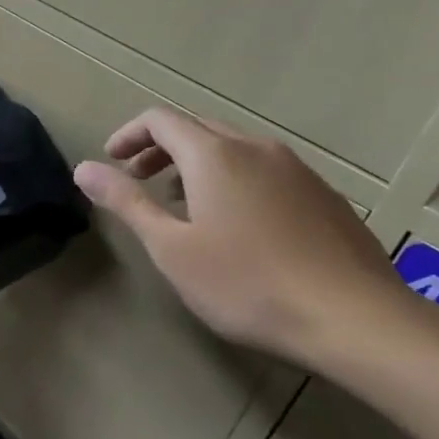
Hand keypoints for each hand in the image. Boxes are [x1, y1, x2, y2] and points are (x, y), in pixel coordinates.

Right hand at [73, 103, 413, 368]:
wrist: (355, 319)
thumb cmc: (247, 283)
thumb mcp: (171, 247)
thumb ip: (126, 202)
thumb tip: (83, 168)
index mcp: (214, 155)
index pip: (161, 119)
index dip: (128, 135)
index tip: (111, 163)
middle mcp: (256, 149)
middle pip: (197, 128)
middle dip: (159, 148)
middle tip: (138, 181)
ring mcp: (297, 170)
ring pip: (233, 148)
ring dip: (196, 163)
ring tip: (182, 204)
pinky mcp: (323, 195)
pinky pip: (265, 169)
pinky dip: (233, 178)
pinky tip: (237, 224)